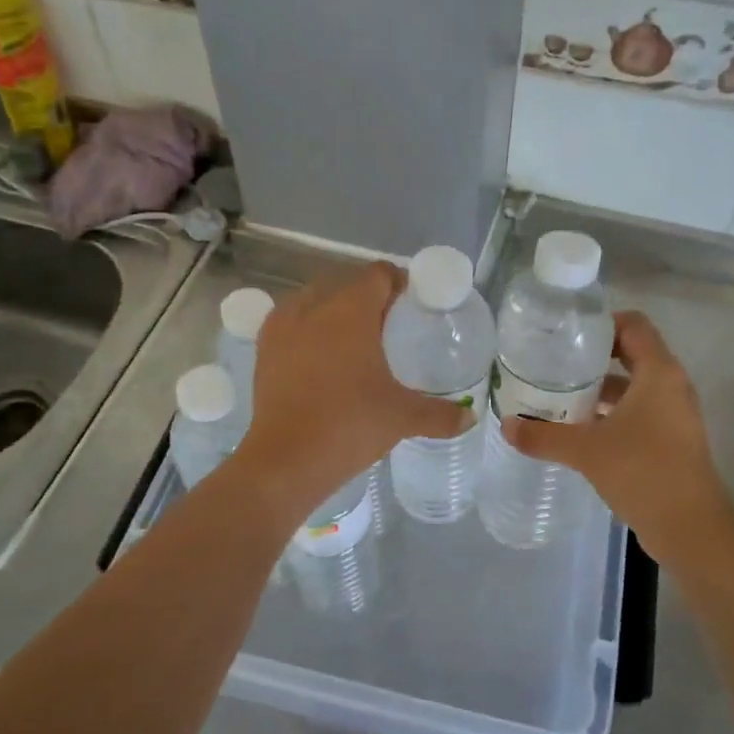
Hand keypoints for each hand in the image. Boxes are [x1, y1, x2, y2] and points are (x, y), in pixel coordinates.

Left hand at [236, 262, 467, 515]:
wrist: (287, 459)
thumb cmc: (351, 425)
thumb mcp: (402, 417)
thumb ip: (440, 414)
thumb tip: (470, 417)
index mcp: (351, 311)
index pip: (378, 274)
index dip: (398, 282)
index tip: (412, 302)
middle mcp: (314, 307)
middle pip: (345, 284)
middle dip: (367, 297)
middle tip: (387, 325)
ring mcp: (283, 327)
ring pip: (312, 300)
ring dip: (332, 309)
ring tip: (350, 338)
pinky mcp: (263, 349)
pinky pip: (288, 322)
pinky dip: (305, 328)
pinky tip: (317, 354)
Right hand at [503, 311, 733, 563]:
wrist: (690, 528)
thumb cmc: (643, 471)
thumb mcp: (586, 451)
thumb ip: (544, 436)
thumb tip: (507, 425)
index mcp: (659, 372)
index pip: (634, 325)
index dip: (602, 323)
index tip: (566, 336)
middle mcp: (671, 386)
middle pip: (632, 354)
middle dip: (593, 359)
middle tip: (554, 365)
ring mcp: (674, 415)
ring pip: (633, 388)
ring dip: (600, 390)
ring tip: (559, 397)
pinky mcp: (671, 440)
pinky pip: (638, 413)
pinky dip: (611, 414)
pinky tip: (580, 431)